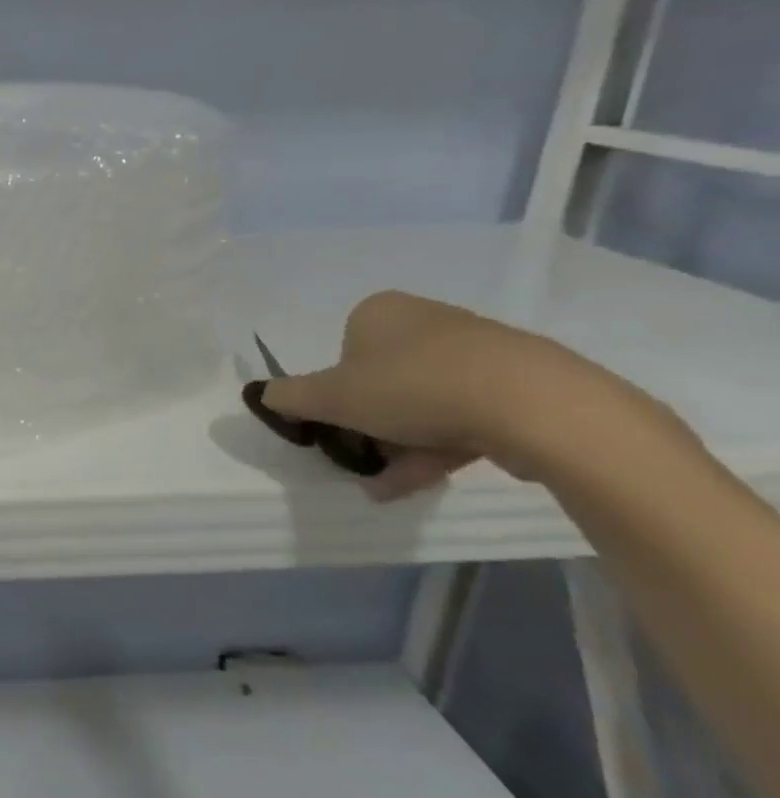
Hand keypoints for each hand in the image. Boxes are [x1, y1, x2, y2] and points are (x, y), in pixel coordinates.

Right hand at [257, 290, 622, 499]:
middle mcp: (426, 321)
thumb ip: (289, 397)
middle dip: (368, 425)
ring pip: (421, 403)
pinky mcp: (518, 384)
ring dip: (398, 445)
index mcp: (379, 312)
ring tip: (387, 486)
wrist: (536, 406)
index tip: (338, 425)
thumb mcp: (331, 397)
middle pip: (380, 380)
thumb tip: (262, 396)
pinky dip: (436, 448)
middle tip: (361, 459)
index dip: (334, 393)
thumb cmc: (413, 388)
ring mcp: (477, 352)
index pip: (341, 353)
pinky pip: (462, 416)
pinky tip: (420, 482)